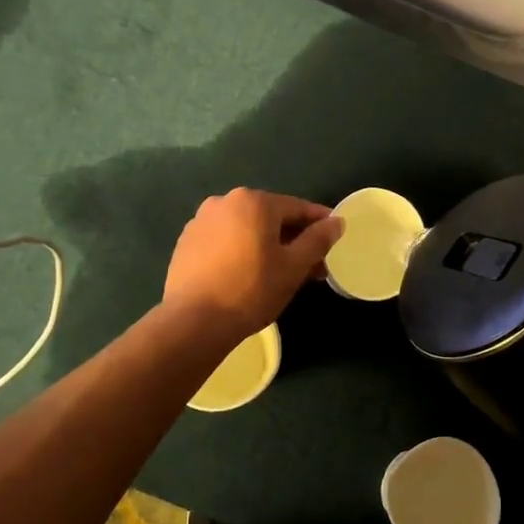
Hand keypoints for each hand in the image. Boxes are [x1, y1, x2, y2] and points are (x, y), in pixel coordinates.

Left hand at [163, 189, 345, 342]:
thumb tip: (337, 222)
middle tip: (312, 266)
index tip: (335, 238)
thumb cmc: (252, 290)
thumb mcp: (294, 266)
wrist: (194, 321)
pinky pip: (225, 241)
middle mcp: (224, 202)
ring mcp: (201, 222)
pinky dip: (242, 252)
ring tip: (282, 274)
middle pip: (271, 218)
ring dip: (268, 246)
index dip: (320, 223)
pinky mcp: (186, 243)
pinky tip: (249, 276)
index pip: (297, 208)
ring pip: (247, 230)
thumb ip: (318, 239)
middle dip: (294, 239)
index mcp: (254, 201)